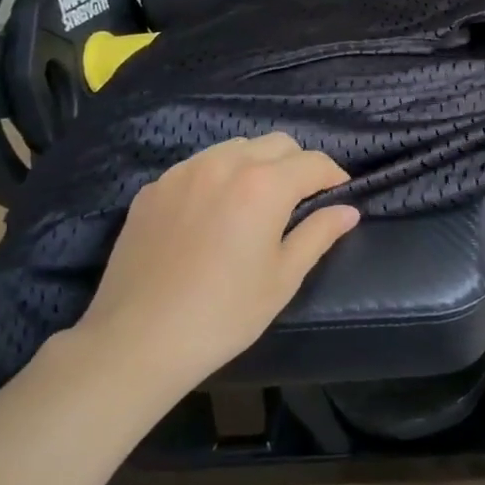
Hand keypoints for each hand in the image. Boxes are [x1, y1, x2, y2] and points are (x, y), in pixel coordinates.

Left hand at [74, 134, 359, 399]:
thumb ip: (319, 234)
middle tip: (300, 201)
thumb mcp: (283, 278)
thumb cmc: (223, 314)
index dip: (333, 176)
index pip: (313, 162)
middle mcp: (224, 164)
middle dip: (297, 164)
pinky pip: (199, 165)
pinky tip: (213, 213)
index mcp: (264, 185)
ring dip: (258, 164)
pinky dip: (219, 176)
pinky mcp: (153, 189)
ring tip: (256, 202)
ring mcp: (183, 172)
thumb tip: (348, 210)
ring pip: (236, 147)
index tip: (337, 195)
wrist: (136, 341)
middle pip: (277, 143)